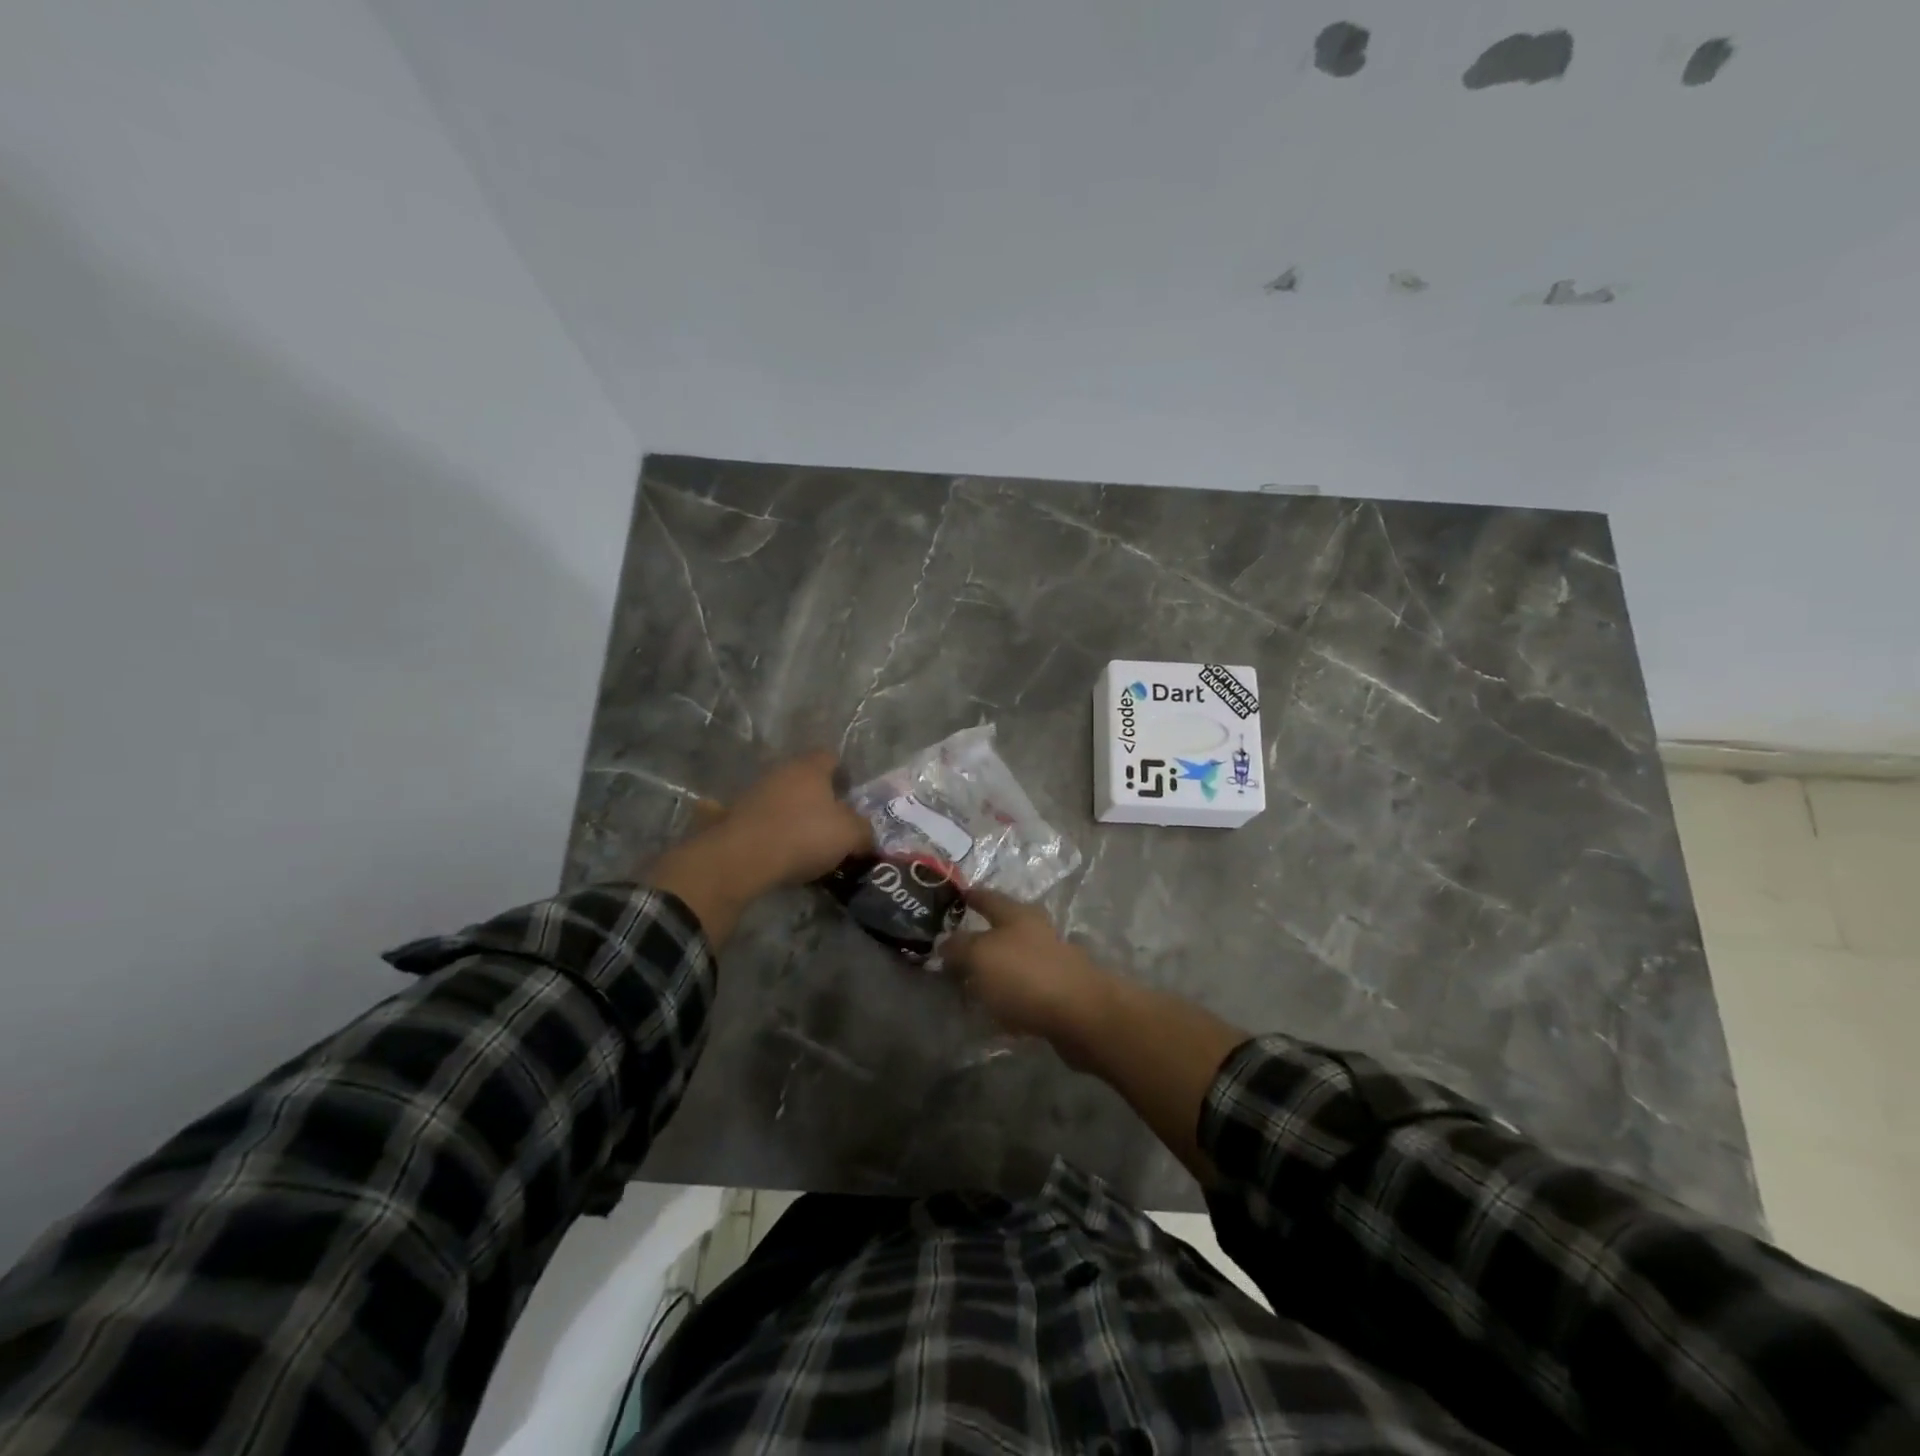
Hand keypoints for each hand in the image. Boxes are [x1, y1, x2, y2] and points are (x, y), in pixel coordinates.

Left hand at [649, 752, 871, 945]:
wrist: (743, 857)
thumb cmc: (804, 835)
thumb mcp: (849, 835)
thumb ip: (863, 830)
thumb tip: (865, 834)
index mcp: (810, 767)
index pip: (831, 757)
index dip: (843, 774)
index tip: (850, 797)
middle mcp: (781, 771)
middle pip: (805, 778)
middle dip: (818, 797)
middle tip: (831, 822)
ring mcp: (753, 791)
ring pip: (782, 797)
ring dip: (793, 813)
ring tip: (805, 841)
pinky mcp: (734, 815)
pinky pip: (762, 818)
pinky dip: (771, 830)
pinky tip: (779, 850)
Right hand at [942, 888, 1111, 1052]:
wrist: (1082, 1015)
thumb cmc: (1026, 975)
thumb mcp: (981, 956)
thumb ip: (959, 947)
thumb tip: (945, 943)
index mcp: (1018, 914)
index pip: (989, 897)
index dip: (971, 896)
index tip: (956, 896)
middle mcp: (1036, 932)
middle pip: (1003, 929)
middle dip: (980, 936)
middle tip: (954, 948)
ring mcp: (1051, 962)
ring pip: (1014, 960)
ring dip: (994, 970)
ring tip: (968, 984)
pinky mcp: (1058, 993)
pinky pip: (1024, 990)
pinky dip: (1008, 997)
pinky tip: (994, 1012)